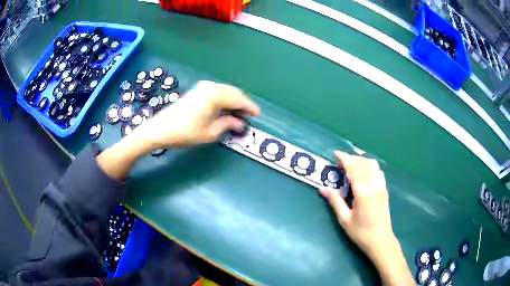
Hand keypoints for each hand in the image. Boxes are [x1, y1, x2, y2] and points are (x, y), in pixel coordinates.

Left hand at [133, 80, 259, 148]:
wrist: (161, 129)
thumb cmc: (186, 132)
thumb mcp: (211, 132)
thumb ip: (228, 124)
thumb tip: (240, 123)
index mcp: (216, 95)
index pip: (239, 99)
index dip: (250, 107)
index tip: (258, 115)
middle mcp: (211, 86)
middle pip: (233, 92)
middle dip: (243, 103)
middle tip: (249, 116)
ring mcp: (203, 87)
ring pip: (225, 91)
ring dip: (233, 101)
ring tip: (239, 114)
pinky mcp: (197, 91)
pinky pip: (217, 92)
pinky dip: (224, 100)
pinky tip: (225, 109)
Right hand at [320, 151, 412, 285]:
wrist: (380, 240)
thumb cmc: (361, 232)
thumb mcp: (344, 219)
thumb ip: (335, 201)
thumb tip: (322, 188)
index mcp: (363, 191)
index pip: (353, 168)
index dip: (344, 158)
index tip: (335, 154)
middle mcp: (374, 184)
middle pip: (363, 163)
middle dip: (351, 158)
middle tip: (339, 163)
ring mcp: (381, 186)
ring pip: (372, 164)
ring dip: (361, 161)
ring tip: (351, 166)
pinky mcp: (384, 189)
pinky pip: (377, 171)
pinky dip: (369, 166)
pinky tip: (363, 173)